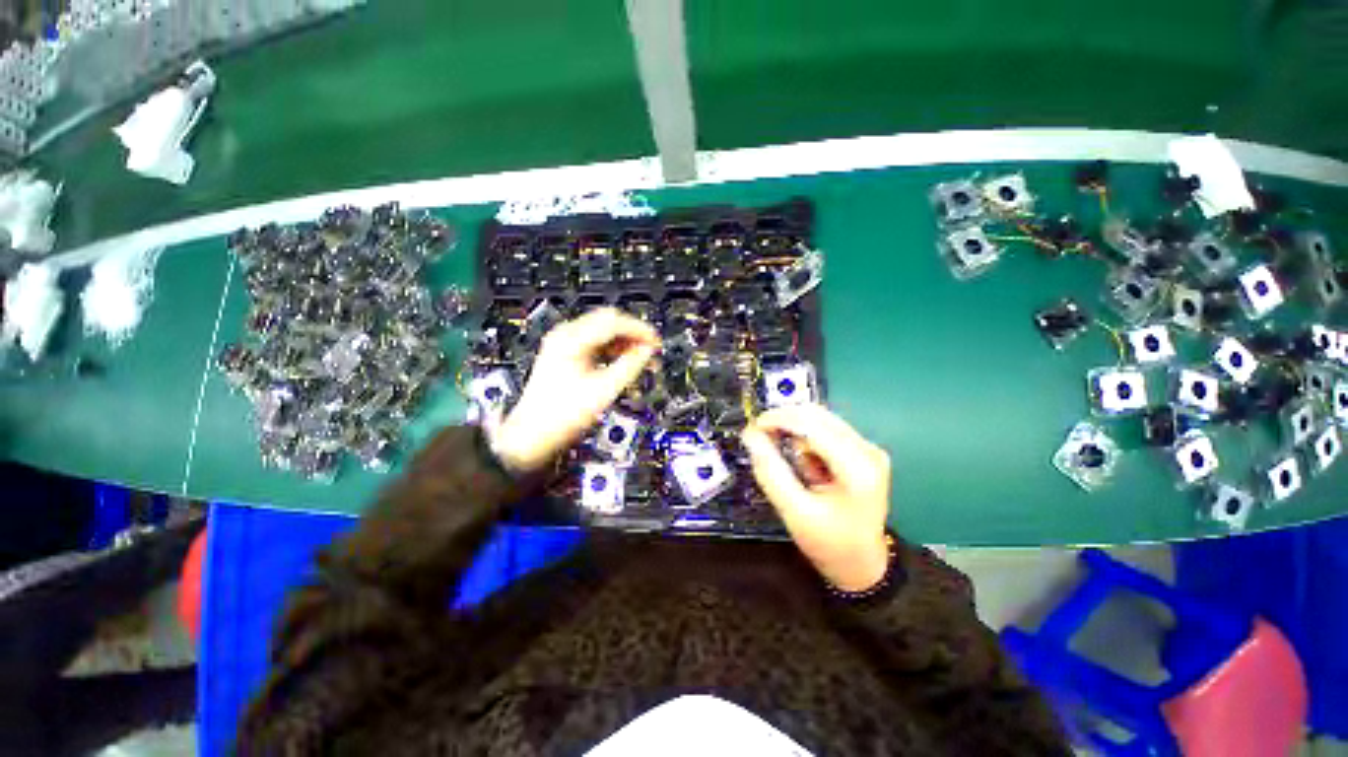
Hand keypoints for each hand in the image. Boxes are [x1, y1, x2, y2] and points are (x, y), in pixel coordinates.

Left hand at [492, 308, 658, 472]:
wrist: (533, 434)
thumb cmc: (561, 416)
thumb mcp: (603, 390)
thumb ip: (630, 366)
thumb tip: (647, 351)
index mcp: (571, 340)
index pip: (614, 322)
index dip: (639, 330)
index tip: (656, 343)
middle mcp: (566, 336)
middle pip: (609, 322)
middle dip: (633, 335)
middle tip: (651, 351)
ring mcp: (564, 344)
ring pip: (604, 332)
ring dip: (624, 343)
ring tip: (641, 360)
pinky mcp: (567, 355)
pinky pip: (596, 344)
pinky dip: (613, 351)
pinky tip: (624, 364)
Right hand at [741, 405, 891, 591]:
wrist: (862, 564)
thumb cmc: (829, 543)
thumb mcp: (794, 512)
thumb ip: (771, 472)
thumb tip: (750, 436)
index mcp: (857, 468)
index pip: (813, 426)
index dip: (779, 419)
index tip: (752, 428)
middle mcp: (868, 450)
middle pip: (818, 415)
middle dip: (785, 421)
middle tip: (761, 437)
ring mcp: (868, 448)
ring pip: (820, 419)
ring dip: (796, 431)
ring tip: (791, 463)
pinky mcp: (863, 450)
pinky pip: (826, 429)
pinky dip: (807, 439)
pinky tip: (806, 463)